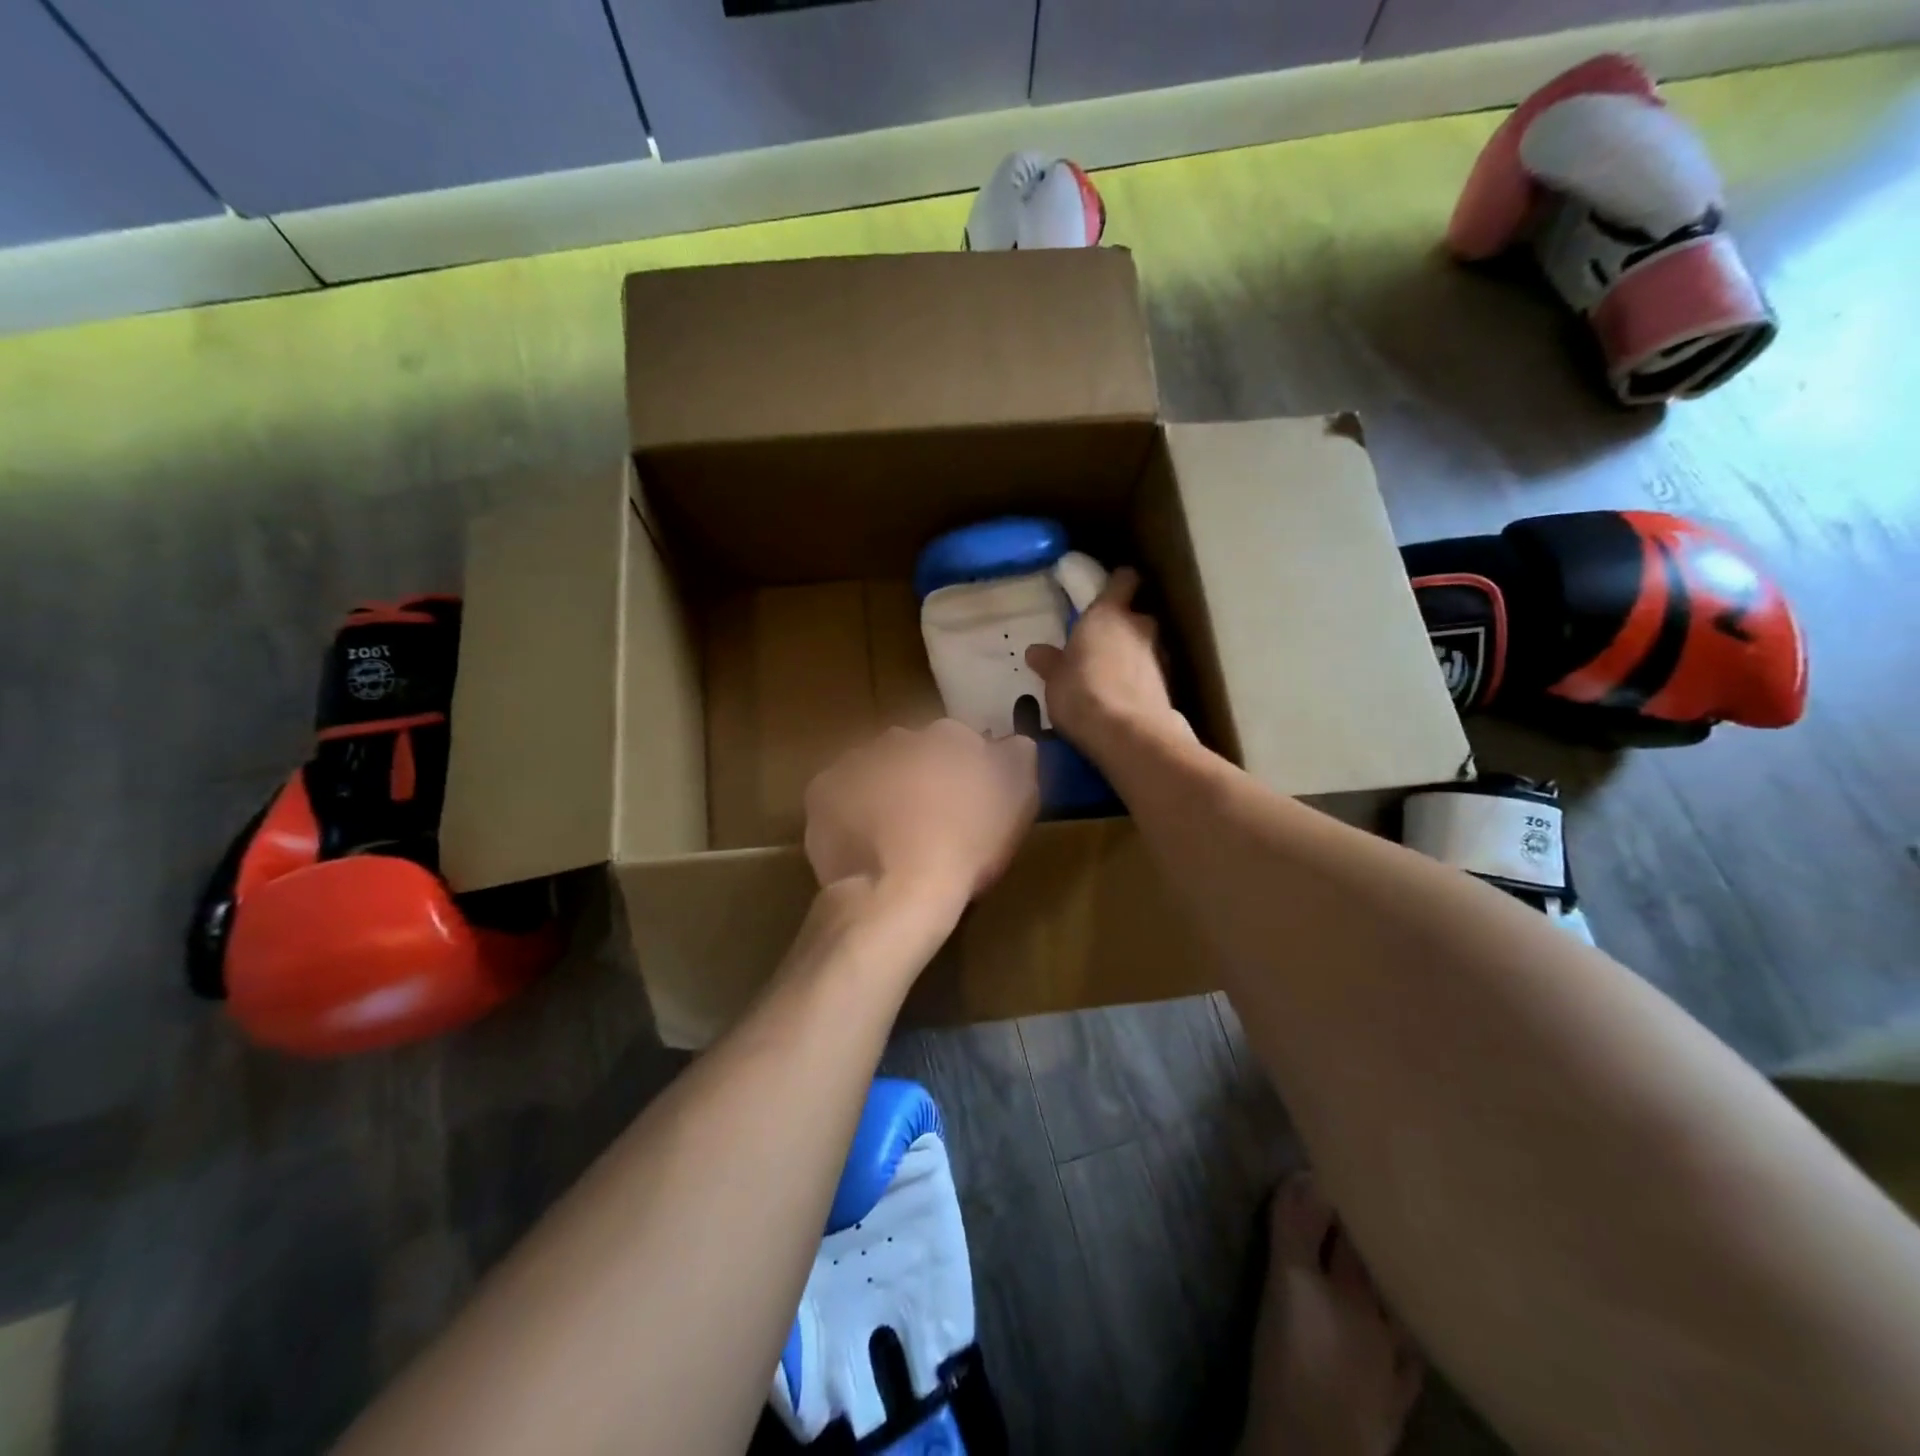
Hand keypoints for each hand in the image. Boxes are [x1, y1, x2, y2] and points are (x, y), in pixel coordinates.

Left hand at [803, 720, 1038, 911]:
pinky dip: (849, 810)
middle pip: (914, 752)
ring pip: (874, 769)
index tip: (968, 804)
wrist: (896, 892)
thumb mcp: (1017, 804)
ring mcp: (855, 759)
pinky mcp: (821, 789)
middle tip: (929, 820)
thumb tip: (1014, 741)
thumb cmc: (965, 849)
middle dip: (921, 776)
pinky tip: (863, 840)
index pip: (962, 743)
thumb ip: (1019, 760)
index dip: (966, 773)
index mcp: (949, 736)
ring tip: (892, 835)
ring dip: (884, 790)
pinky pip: (840, 793)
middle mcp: (899, 737)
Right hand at [1025, 568, 1182, 757]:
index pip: (1123, 580)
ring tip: (1112, 676)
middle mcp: (1139, 626)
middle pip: (1138, 615)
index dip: (1117, 583)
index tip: (1108, 591)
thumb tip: (1036, 651)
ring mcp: (1159, 656)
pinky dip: (1140, 680)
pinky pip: (1151, 674)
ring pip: (1147, 646)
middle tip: (1102, 644)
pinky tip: (1124, 698)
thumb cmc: (1081, 693)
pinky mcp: (1168, 685)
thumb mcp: (1054, 679)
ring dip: (1134, 655)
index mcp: (1108, 614)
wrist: (1127, 734)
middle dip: (1124, 626)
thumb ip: (1049, 662)